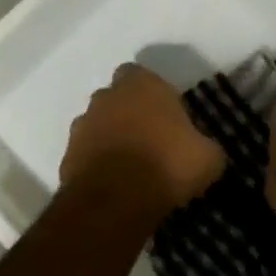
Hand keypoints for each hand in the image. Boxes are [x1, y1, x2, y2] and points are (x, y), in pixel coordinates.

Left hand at [60, 63, 224, 210]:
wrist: (116, 200)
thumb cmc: (167, 164)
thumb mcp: (208, 157)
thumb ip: (205, 145)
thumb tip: (204, 150)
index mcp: (142, 85)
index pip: (141, 74)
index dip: (152, 93)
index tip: (166, 114)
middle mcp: (107, 97)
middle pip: (116, 98)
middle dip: (129, 113)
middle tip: (150, 139)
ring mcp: (83, 125)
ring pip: (98, 124)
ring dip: (110, 138)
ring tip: (131, 165)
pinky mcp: (67, 155)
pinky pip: (86, 154)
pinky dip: (96, 163)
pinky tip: (113, 184)